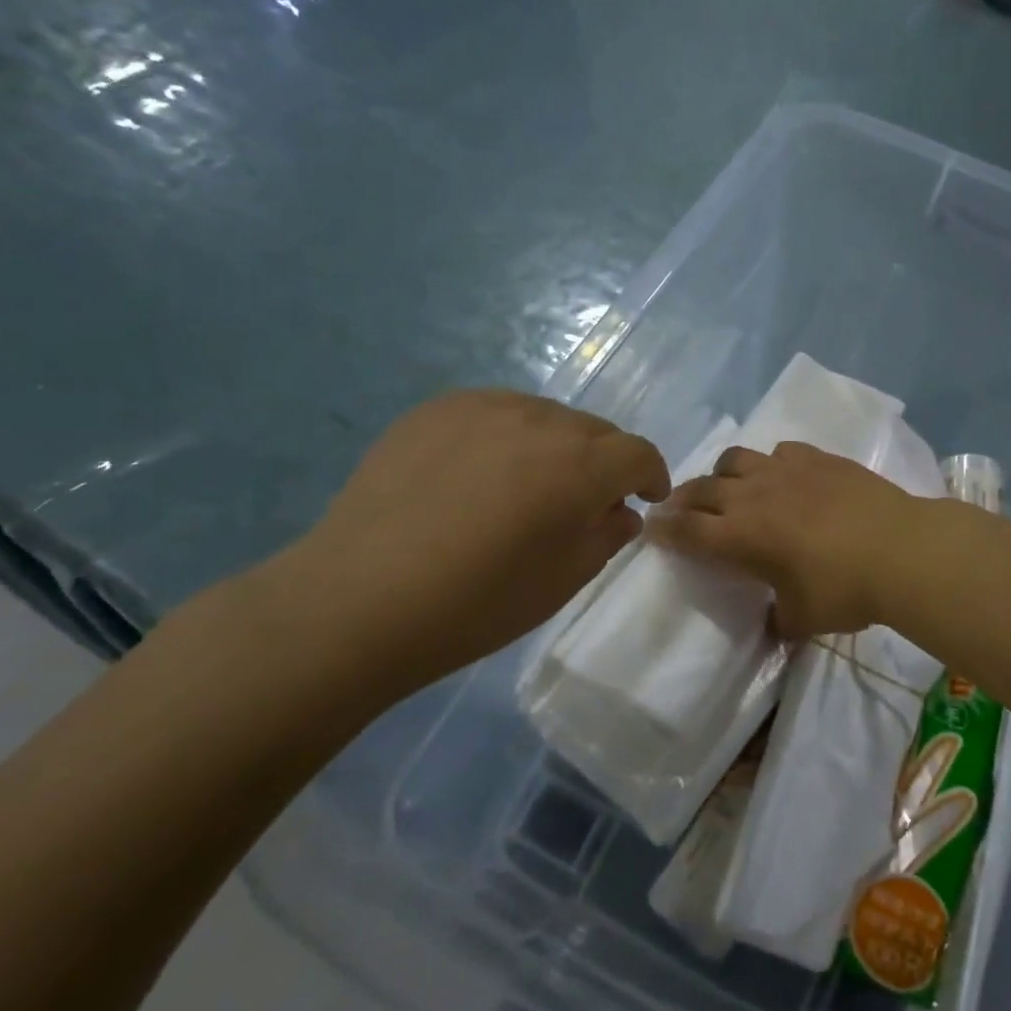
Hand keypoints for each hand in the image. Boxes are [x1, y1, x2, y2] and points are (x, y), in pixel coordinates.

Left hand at [257, 391, 668, 690]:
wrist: (360, 599)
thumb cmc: (477, 604)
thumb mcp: (563, 581)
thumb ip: (606, 535)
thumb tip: (619, 510)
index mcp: (580, 465)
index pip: (638, 452)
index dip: (650, 474)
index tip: (644, 498)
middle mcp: (539, 420)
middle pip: (594, 430)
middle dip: (603, 462)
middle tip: (584, 500)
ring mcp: (482, 407)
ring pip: (544, 416)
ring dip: (554, 445)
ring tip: (528, 484)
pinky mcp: (435, 409)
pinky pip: (493, 412)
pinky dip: (505, 436)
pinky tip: (478, 473)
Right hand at [647, 442, 924, 636]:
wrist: (902, 549)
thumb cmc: (845, 590)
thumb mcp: (803, 618)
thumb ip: (780, 619)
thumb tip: (775, 622)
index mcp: (741, 536)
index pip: (688, 530)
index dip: (665, 530)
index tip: (651, 528)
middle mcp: (753, 495)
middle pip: (702, 489)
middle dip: (683, 499)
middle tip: (678, 509)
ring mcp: (785, 470)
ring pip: (735, 459)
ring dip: (722, 475)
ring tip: (730, 489)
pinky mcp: (817, 457)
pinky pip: (779, 451)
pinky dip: (770, 464)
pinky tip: (784, 478)